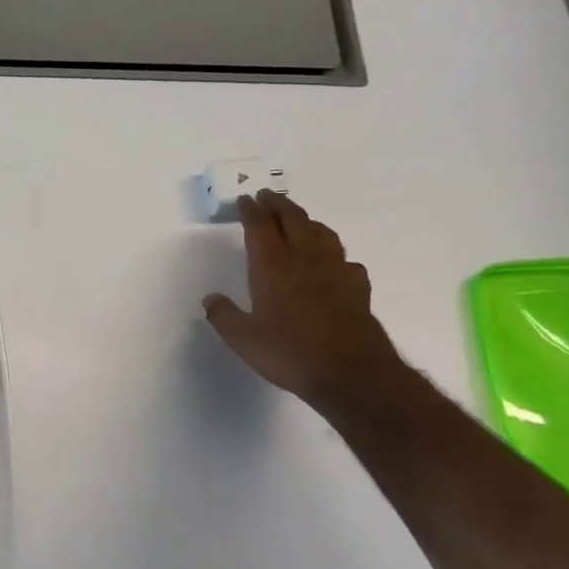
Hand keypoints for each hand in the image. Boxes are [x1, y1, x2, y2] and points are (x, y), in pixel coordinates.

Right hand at [203, 192, 406, 412]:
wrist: (350, 372)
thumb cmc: (289, 352)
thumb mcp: (243, 339)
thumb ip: (223, 315)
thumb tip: (211, 298)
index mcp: (272, 266)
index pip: (259, 227)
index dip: (250, 211)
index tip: (245, 199)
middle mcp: (305, 259)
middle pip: (293, 219)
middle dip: (278, 205)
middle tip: (268, 196)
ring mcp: (335, 270)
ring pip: (322, 233)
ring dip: (307, 220)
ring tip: (298, 219)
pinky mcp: (357, 287)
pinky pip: (345, 259)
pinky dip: (334, 253)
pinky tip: (332, 262)